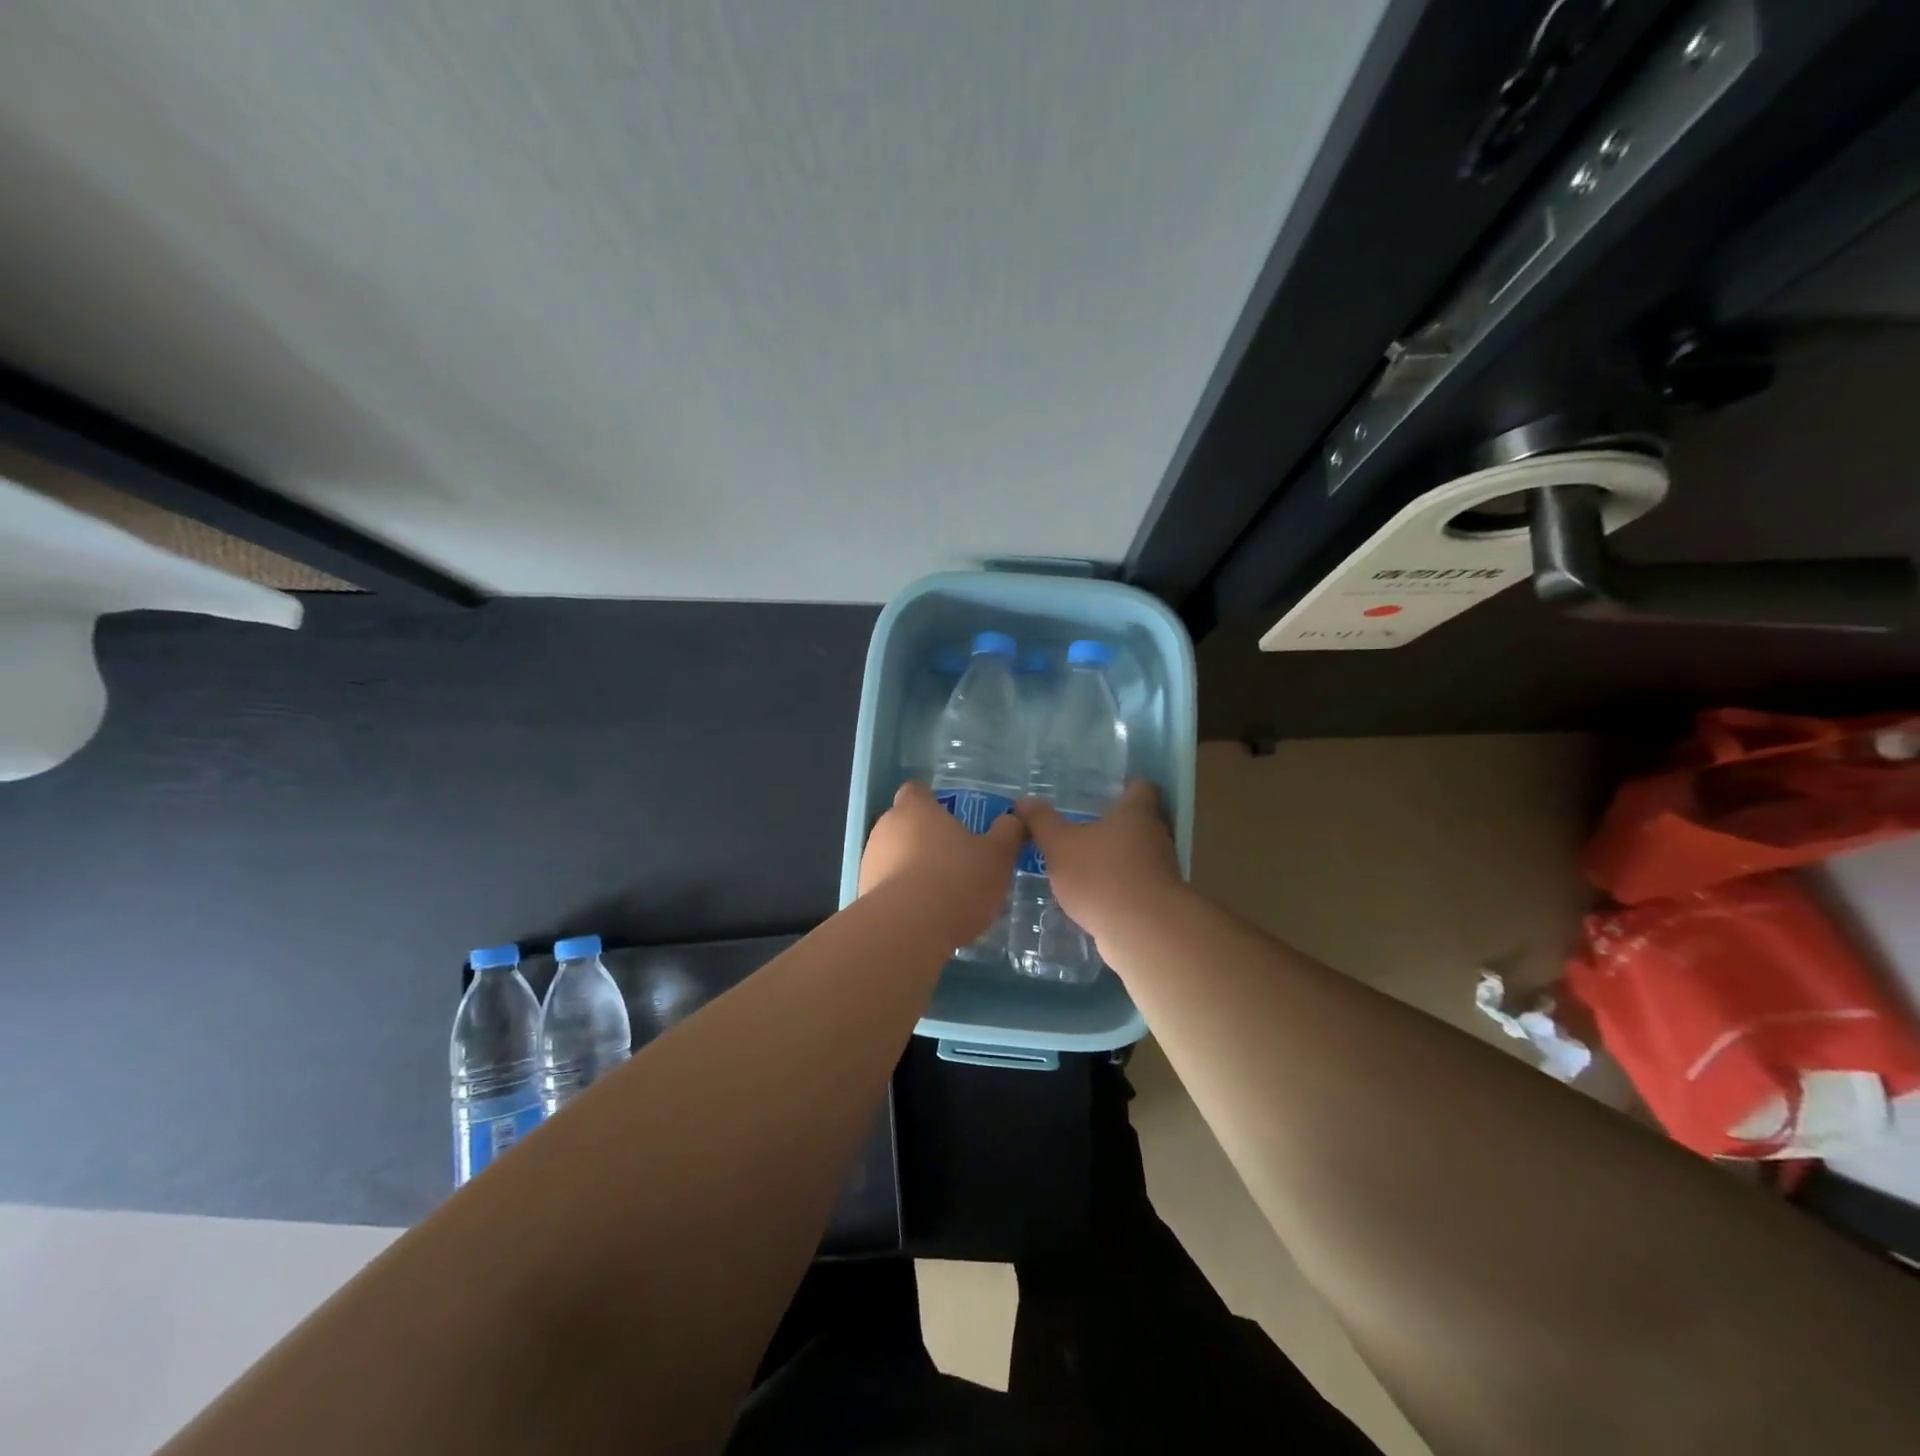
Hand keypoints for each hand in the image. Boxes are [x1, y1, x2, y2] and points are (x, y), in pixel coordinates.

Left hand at [860, 780, 1023, 944]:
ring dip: (911, 867)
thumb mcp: (997, 856)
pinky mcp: (863, 893)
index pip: (916, 790)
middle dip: (924, 837)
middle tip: (953, 857)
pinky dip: (902, 894)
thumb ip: (1007, 833)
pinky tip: (923, 915)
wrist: (907, 930)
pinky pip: (886, 885)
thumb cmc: (956, 880)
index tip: (951, 817)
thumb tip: (1012, 819)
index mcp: (915, 808)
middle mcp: (886, 827)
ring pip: (893, 855)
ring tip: (940, 892)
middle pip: (904, 823)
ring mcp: (869, 860)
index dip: (932, 801)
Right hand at [1015, 780, 1183, 947]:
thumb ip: (1042, 822)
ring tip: (1083, 863)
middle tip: (1083, 827)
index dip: (1125, 786)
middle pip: (1140, 822)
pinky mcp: (1158, 901)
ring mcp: (1161, 870)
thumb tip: (1023, 800)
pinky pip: (1136, 885)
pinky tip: (1094, 896)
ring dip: (1116, 858)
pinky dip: (1118, 886)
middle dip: (1114, 825)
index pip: (1140, 787)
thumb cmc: (1101, 875)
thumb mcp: (1060, 845)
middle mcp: (1155, 836)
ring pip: (1138, 855)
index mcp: (1136, 813)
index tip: (1104, 791)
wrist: (1143, 933)